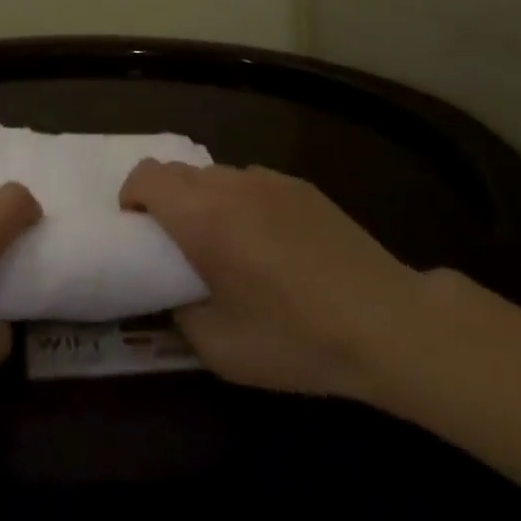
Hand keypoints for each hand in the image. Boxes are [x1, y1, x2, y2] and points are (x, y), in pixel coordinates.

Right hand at [119, 161, 422, 402]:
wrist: (389, 323)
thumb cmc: (297, 337)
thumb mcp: (221, 349)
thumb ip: (180, 314)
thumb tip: (175, 294)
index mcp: (201, 216)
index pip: (146, 176)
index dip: (132, 197)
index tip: (139, 231)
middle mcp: (229, 185)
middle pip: (176, 172)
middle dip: (165, 199)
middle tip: (177, 244)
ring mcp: (268, 181)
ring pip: (215, 176)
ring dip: (204, 201)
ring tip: (227, 245)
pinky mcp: (301, 186)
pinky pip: (252, 184)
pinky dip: (241, 203)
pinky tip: (271, 245)